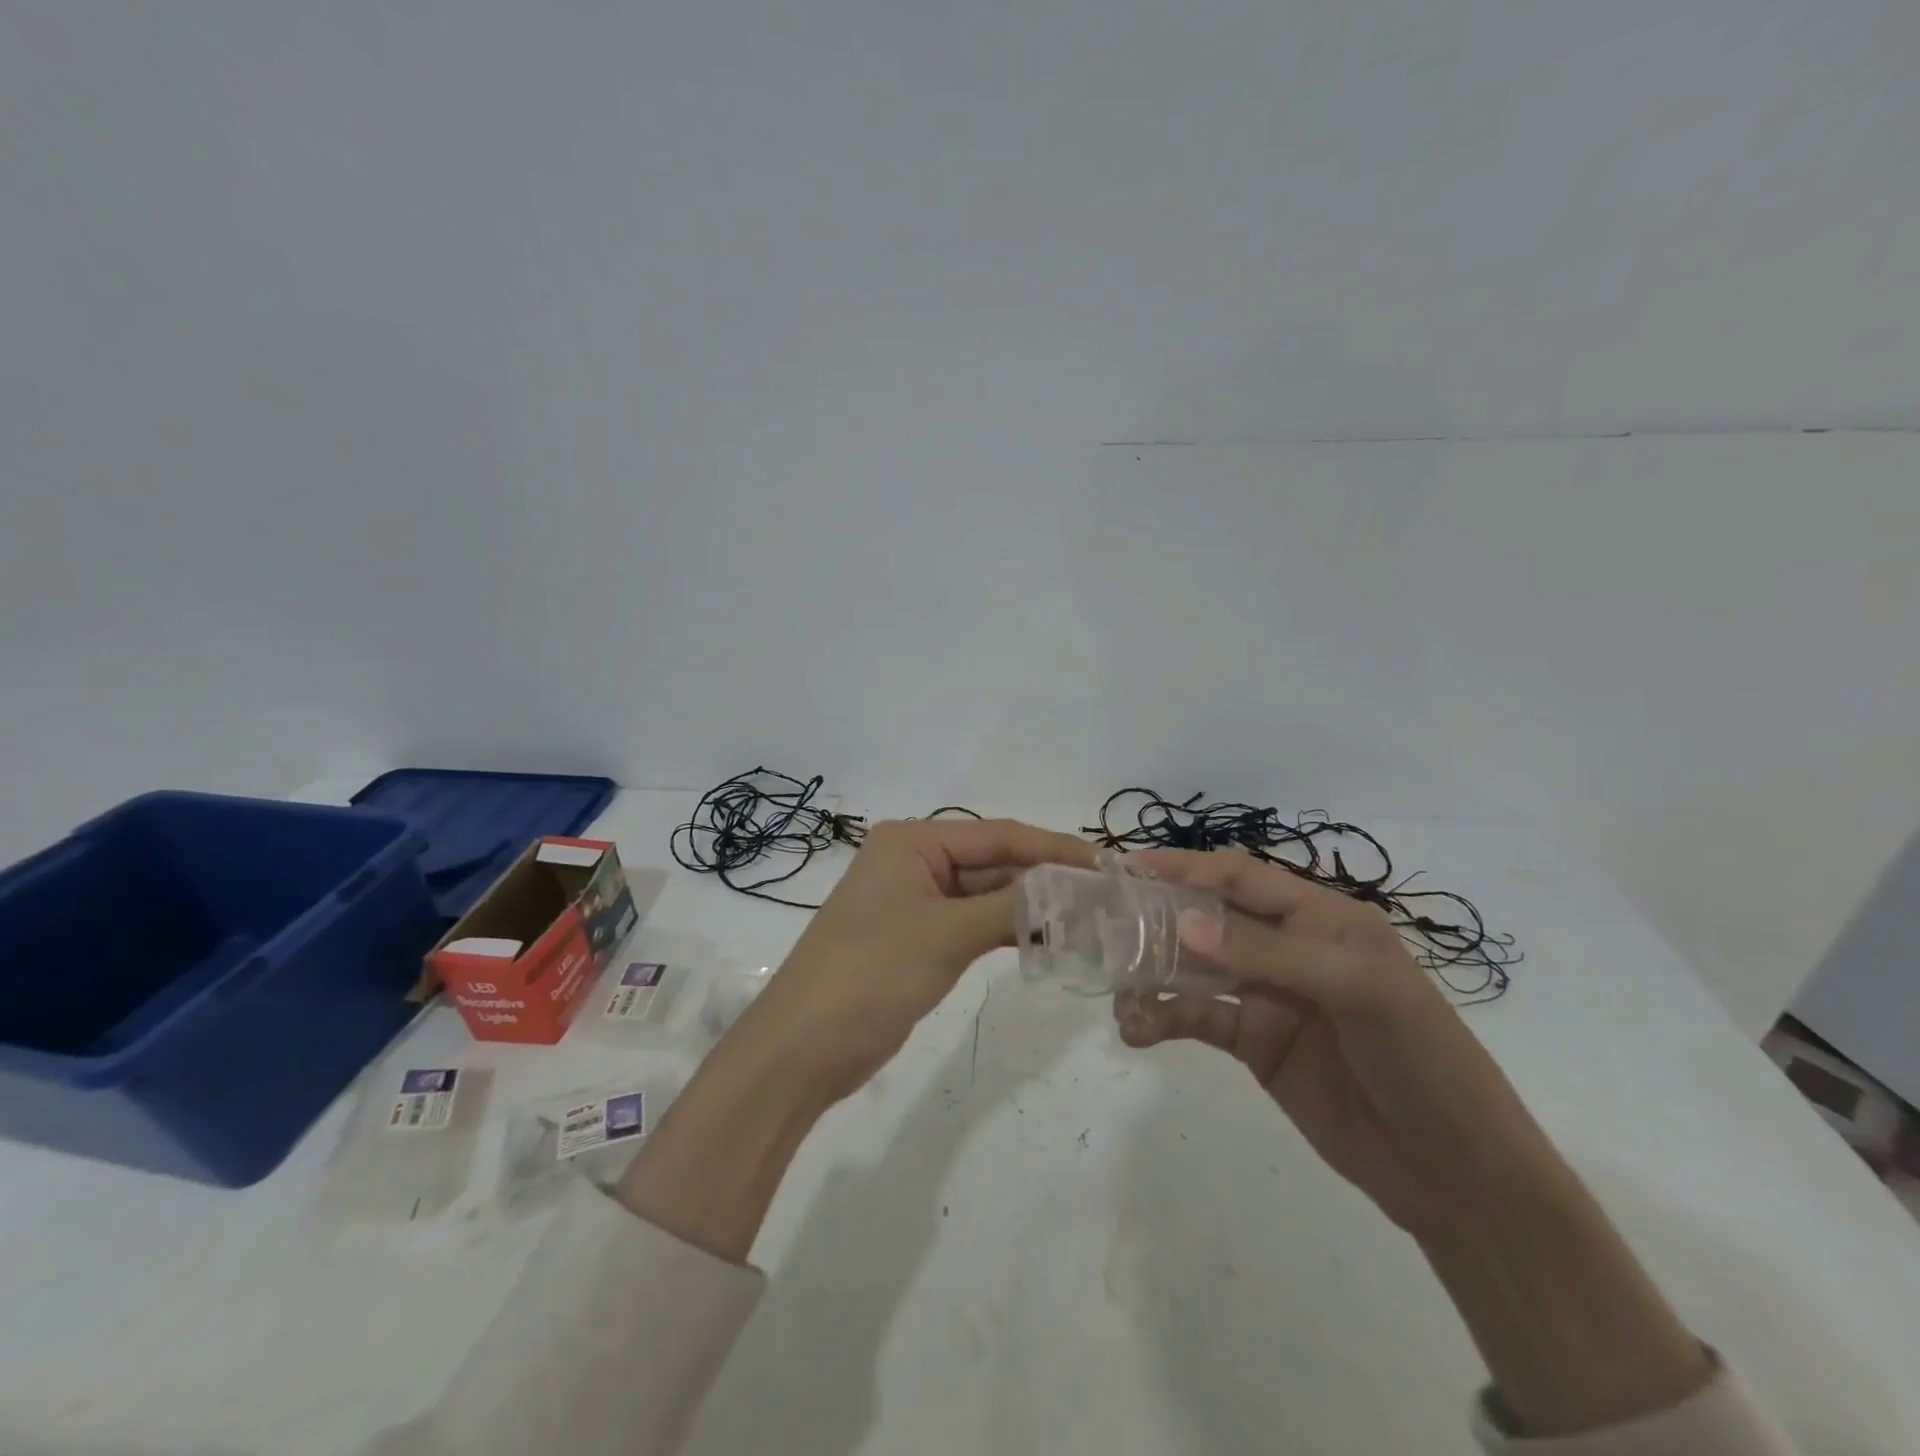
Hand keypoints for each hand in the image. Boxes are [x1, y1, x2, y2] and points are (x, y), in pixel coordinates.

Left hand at [755, 817, 1098, 1100]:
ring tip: (1090, 918)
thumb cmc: (870, 974)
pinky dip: (1007, 930)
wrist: (802, 1049)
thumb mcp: (945, 935)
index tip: (1107, 863)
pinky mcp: (918, 938)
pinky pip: (973, 923)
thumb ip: (1010, 907)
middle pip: (994, 861)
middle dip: (1046, 878)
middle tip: (1107, 895)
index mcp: (913, 841)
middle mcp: (914, 860)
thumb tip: (1068, 888)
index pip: (998, 834)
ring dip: (1031, 906)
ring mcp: (915, 901)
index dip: (1054, 848)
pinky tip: (1049, 940)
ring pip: (986, 894)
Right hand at [1113, 846, 1548, 1234]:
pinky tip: (1137, 1030)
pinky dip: (1163, 1018)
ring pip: (1195, 968)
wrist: (1457, 1176)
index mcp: (1321, 918)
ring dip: (1153, 973)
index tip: (1131, 869)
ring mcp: (1268, 995)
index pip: (1242, 877)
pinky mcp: (1255, 1042)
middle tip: (1105, 927)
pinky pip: (1198, 1017)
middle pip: (1210, 918)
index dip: (1188, 867)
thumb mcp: (1356, 990)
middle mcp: (1288, 947)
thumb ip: (1267, 953)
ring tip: (1116, 989)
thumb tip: (1183, 922)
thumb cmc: (1421, 1060)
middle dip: (1158, 918)